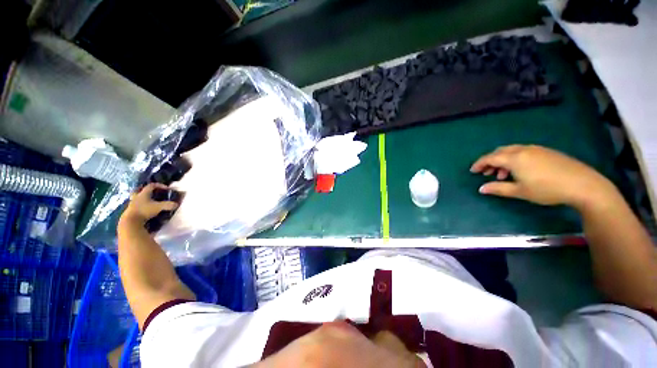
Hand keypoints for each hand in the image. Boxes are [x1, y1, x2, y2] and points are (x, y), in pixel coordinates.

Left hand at [120, 183, 178, 226]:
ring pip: (136, 198)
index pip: (151, 185)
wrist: (131, 221)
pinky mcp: (131, 211)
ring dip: (142, 198)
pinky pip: (136, 205)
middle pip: (139, 190)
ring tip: (148, 201)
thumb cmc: (144, 211)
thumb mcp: (159, 207)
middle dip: (145, 190)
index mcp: (143, 194)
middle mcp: (137, 197)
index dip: (159, 185)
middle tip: (151, 192)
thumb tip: (176, 204)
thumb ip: (168, 205)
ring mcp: (132, 204)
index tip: (167, 188)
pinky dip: (141, 205)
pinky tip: (145, 209)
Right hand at [470, 145, 617, 208]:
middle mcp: (523, 150)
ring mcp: (536, 149)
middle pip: (500, 151)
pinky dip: (515, 159)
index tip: (473, 171)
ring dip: (503, 160)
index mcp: (514, 158)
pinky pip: (523, 152)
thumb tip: (481, 189)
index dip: (479, 164)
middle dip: (490, 161)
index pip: (490, 158)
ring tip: (503, 175)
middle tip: (487, 173)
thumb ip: (498, 188)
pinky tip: (520, 170)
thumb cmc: (547, 189)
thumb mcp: (520, 191)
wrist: (583, 185)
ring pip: (512, 151)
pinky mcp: (546, 152)